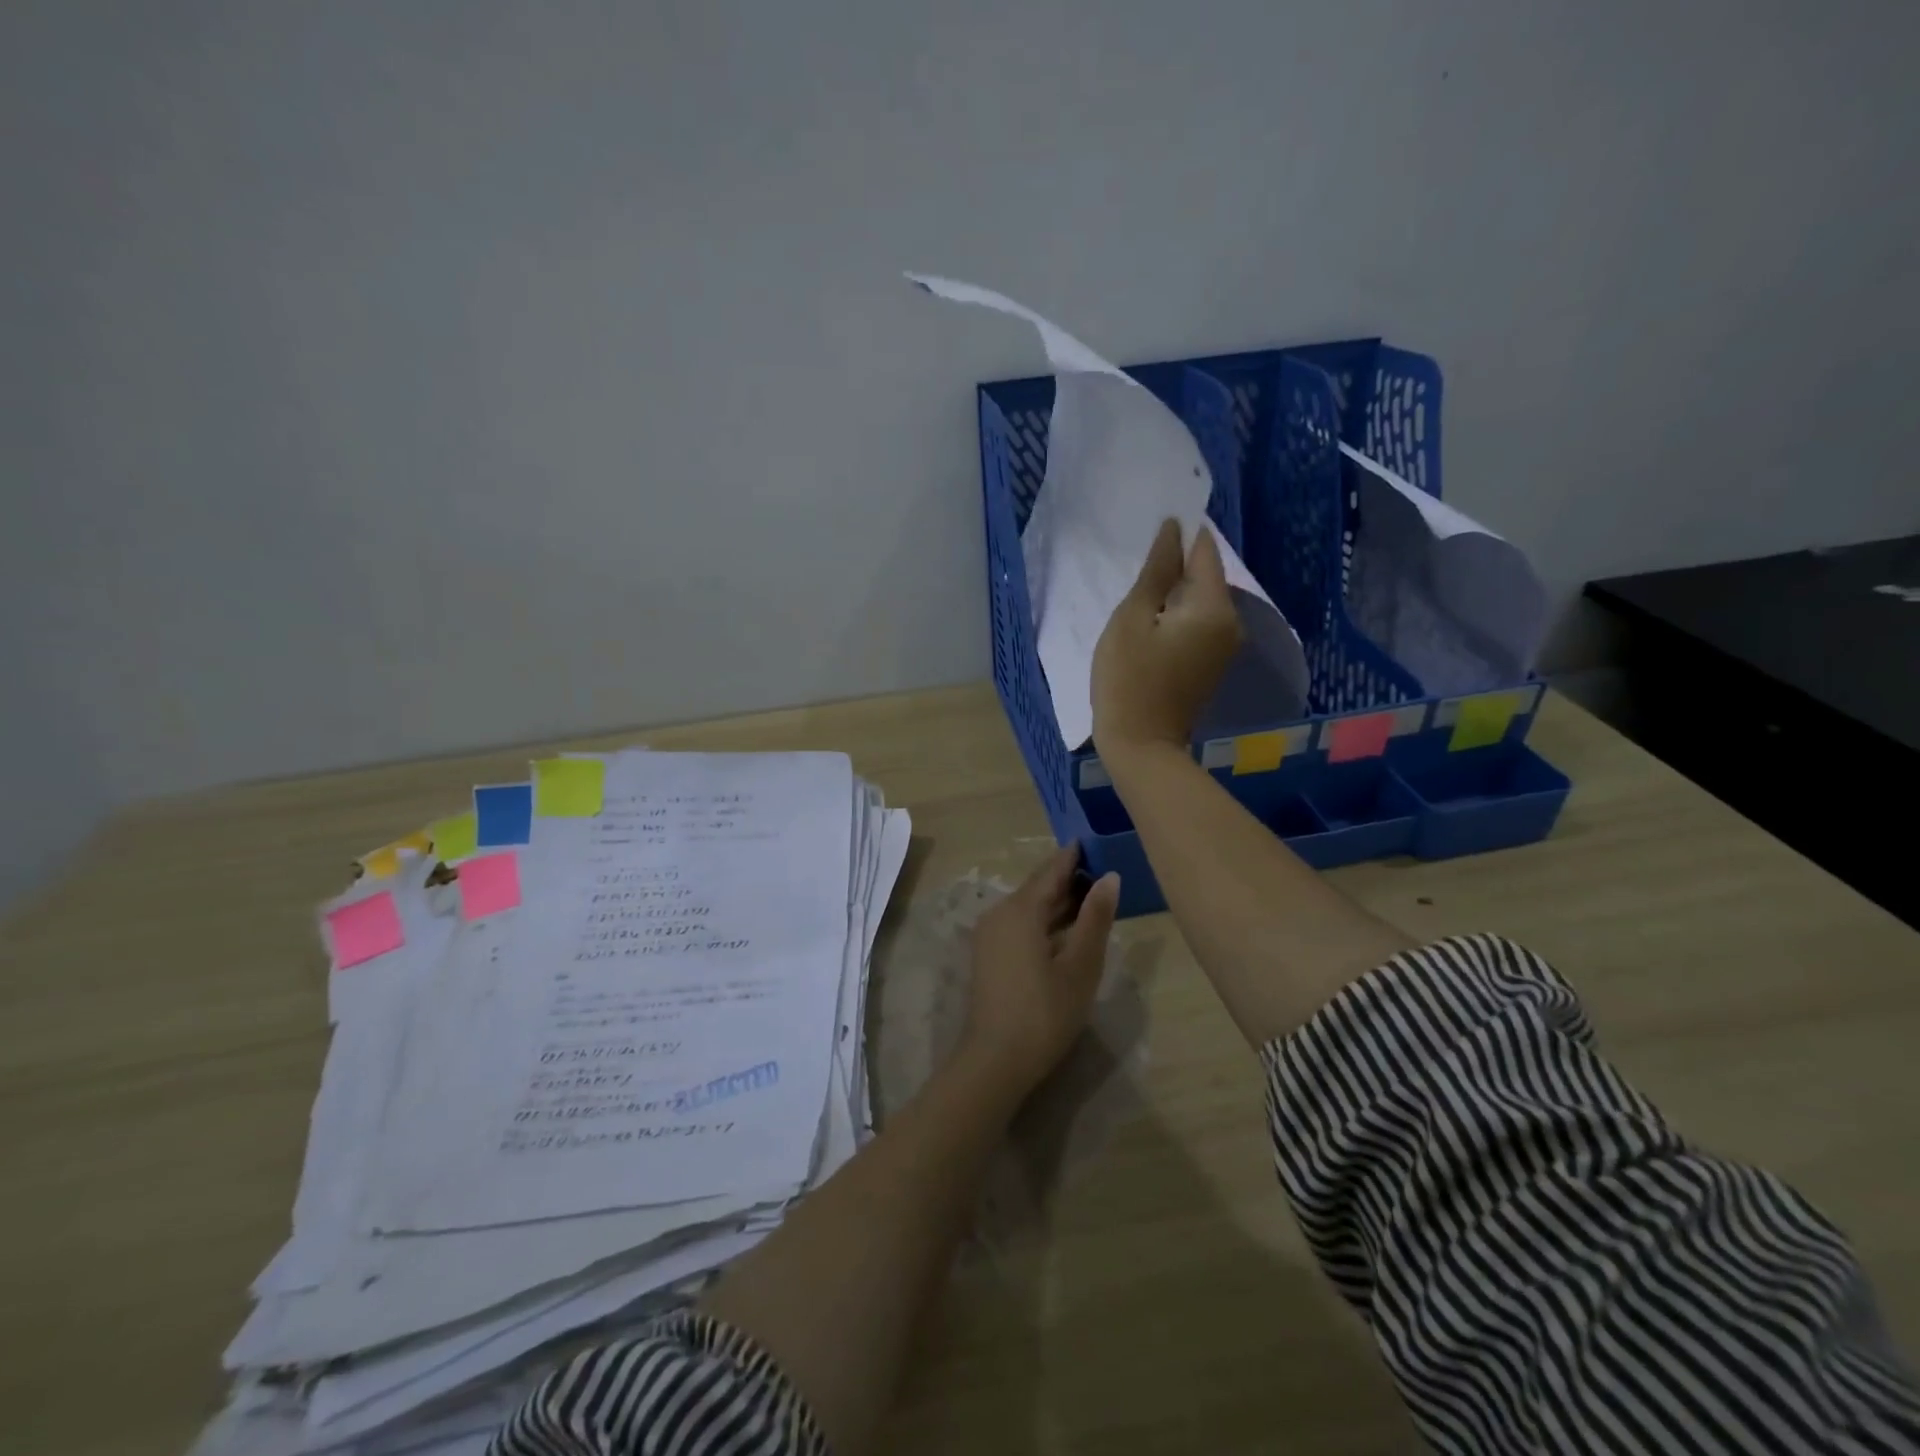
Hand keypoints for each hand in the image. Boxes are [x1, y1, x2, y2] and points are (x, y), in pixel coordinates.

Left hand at [960, 845, 1120, 1095]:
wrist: (995, 1060)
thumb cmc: (1044, 1012)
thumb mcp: (1080, 966)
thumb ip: (1095, 918)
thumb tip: (1109, 876)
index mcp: (1020, 910)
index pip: (1051, 872)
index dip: (1073, 856)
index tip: (1091, 840)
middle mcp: (999, 913)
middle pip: (1037, 888)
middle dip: (1067, 879)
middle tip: (1099, 867)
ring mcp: (990, 935)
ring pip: (1028, 907)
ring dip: (1057, 902)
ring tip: (1090, 895)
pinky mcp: (989, 955)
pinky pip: (1020, 924)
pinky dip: (1044, 920)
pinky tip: (1065, 928)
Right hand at [1091, 518, 1241, 758]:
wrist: (1141, 744)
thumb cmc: (1128, 679)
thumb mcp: (1132, 618)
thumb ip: (1156, 571)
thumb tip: (1173, 529)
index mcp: (1213, 607)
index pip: (1205, 551)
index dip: (1181, 534)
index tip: (1153, 525)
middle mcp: (1230, 622)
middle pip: (1205, 576)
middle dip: (1175, 565)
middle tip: (1137, 561)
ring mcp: (1224, 645)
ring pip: (1200, 601)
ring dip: (1173, 591)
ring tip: (1139, 590)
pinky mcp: (1212, 663)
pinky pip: (1198, 623)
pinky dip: (1177, 615)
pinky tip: (1150, 620)